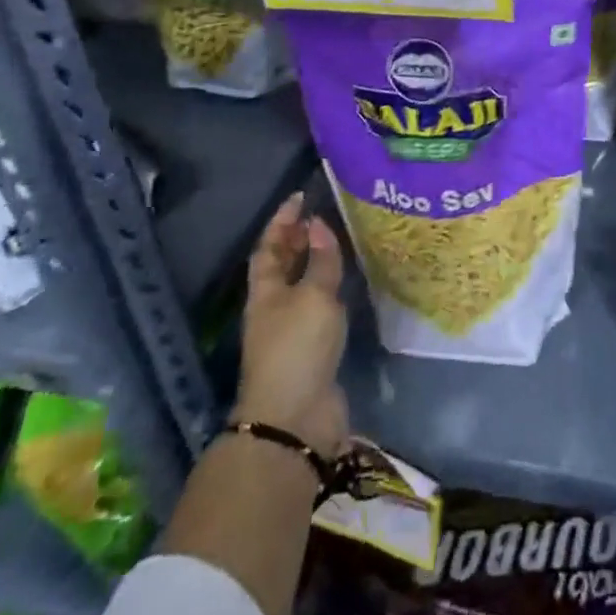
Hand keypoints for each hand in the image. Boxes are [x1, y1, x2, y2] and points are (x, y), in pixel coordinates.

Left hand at [234, 193, 348, 456]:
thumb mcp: (313, 297)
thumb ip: (320, 262)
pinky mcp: (313, 349)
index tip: (300, 195)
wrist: (296, 419)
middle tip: (324, 213)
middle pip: (283, 265)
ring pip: (303, 285)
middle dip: (299, 239)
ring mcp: (292, 330)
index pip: (269, 246)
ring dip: (317, 263)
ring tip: (342, 240)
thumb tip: (318, 224)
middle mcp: (275, 307)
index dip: (282, 220)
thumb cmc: (298, 348)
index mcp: (265, 291)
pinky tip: (350, 283)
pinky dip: (333, 289)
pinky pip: (321, 307)